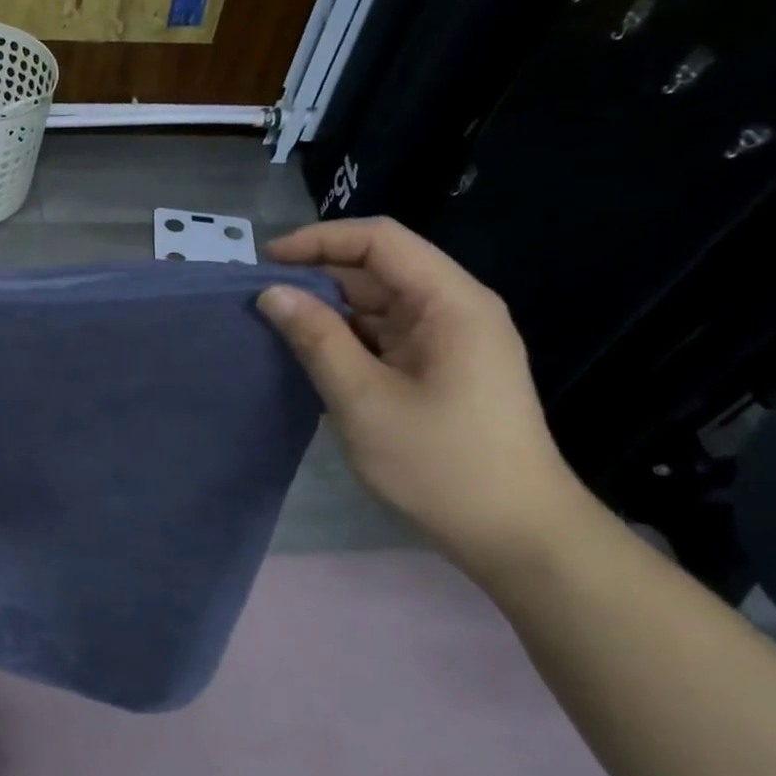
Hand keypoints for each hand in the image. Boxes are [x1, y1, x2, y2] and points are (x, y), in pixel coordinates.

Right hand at [258, 218, 586, 570]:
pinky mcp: (443, 370)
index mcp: (450, 303)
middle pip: (380, 271)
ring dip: (330, 313)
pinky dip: (348, 342)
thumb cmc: (440, 463)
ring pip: (380, 306)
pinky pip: (387, 338)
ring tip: (276, 330)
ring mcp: (452, 341)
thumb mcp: (363, 399)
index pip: (380, 241)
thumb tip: (272, 293)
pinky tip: (311, 358)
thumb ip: (316, 339)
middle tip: (260, 301)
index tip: (266, 262)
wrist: (515, 535)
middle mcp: (456, 310)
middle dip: (319, 278)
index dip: (319, 240)